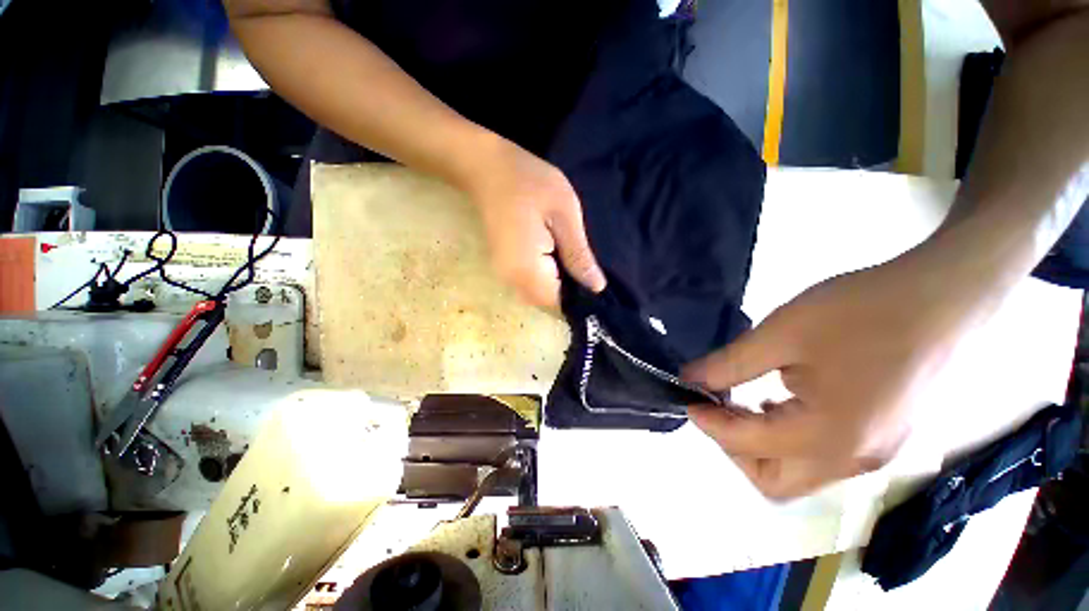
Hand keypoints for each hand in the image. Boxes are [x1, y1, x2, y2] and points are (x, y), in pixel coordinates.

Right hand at [464, 138, 605, 306]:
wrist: (487, 169)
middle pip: (547, 304)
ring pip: (539, 296)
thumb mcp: (564, 214)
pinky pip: (530, 285)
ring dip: (559, 287)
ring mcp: (505, 275)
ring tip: (576, 264)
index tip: (597, 286)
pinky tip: (559, 260)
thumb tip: (596, 287)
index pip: (558, 303)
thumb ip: (579, 254)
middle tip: (589, 271)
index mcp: (527, 270)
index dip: (579, 299)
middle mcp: (512, 281)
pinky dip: (547, 280)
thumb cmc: (528, 183)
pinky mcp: (504, 268)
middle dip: (570, 294)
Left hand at [682, 255, 975, 499]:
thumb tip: (691, 379)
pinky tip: (777, 400)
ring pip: (796, 472)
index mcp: (829, 438)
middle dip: (734, 448)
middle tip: (717, 407)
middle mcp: (852, 461)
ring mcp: (873, 454)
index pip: (747, 446)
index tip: (687, 398)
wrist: (939, 296)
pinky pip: (819, 456)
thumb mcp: (781, 334)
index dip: (708, 423)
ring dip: (758, 443)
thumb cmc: (858, 312)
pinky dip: (785, 437)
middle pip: (774, 481)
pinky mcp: (881, 438)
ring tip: (740, 401)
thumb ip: (729, 363)